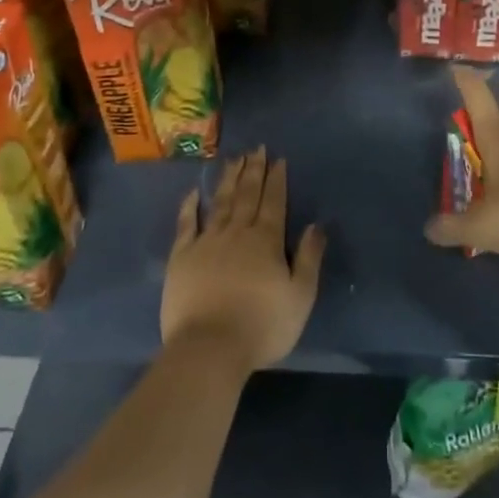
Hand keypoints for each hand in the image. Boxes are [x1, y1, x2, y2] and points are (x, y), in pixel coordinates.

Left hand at [162, 148, 324, 373]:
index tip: (278, 159)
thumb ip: (309, 258)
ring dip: (228, 179)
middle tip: (256, 148)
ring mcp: (206, 242)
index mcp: (266, 240)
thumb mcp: (300, 296)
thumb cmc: (262, 325)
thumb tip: (317, 225)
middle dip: (253, 170)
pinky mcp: (182, 257)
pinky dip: (190, 205)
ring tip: (234, 159)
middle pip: (247, 195)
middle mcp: (237, 232)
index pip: (274, 202)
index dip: (277, 180)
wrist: (209, 349)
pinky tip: (194, 191)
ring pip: (220, 202)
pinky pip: (186, 224)